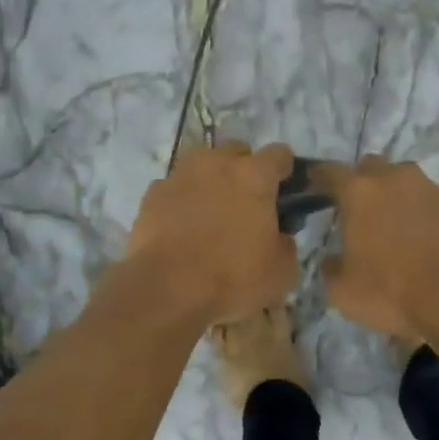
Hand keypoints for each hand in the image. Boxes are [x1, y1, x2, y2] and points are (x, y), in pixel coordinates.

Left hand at [124, 142, 300, 322]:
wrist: (165, 289)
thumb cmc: (231, 278)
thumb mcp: (280, 272)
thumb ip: (286, 244)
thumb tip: (280, 235)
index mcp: (254, 176)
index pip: (279, 154)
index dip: (285, 171)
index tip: (284, 191)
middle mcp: (217, 163)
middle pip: (237, 151)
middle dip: (245, 170)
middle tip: (247, 203)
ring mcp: (180, 175)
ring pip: (202, 164)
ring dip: (211, 179)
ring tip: (212, 211)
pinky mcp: (153, 193)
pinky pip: (175, 187)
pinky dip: (182, 199)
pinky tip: (182, 225)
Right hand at [316, 156, 438, 342]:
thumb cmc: (391, 291)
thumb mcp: (344, 292)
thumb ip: (332, 269)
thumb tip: (332, 261)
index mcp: (358, 193)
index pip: (330, 171)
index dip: (320, 177)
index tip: (315, 185)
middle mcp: (394, 179)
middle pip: (372, 166)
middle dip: (363, 182)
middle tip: (360, 210)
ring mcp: (431, 187)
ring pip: (406, 180)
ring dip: (397, 195)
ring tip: (398, 225)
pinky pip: (434, 200)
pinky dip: (426, 212)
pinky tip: (429, 238)